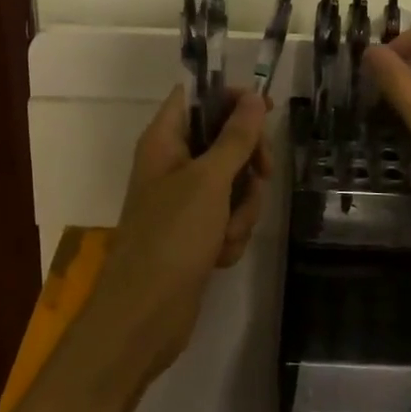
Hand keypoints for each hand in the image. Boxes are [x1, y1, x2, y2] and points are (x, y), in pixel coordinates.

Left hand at [86, 86, 270, 384]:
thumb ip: (236, 137)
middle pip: (225, 140)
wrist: (145, 315)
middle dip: (248, 164)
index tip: (264, 111)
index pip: (197, 96)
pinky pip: (229, 216)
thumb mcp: (209, 180)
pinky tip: (219, 255)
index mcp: (165, 140)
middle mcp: (174, 164)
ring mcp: (185, 200)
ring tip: (226, 232)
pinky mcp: (197, 232)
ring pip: (234, 182)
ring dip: (242, 208)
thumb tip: (254, 98)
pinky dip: (231, 233)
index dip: (231, 97)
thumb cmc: (172, 235)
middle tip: (262, 175)